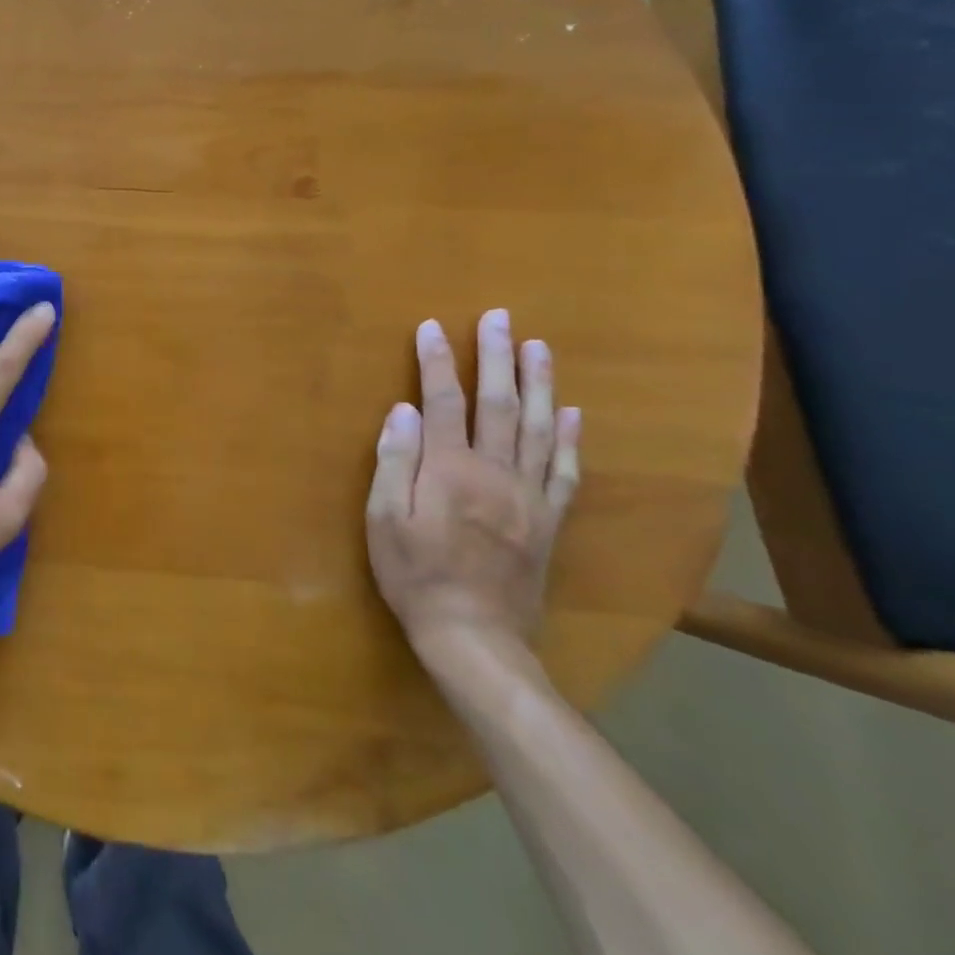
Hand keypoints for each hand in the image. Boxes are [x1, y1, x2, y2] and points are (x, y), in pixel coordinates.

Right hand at [366, 310, 580, 659]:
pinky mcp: (548, 520)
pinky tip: (570, 413)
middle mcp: (495, 472)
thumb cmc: (414, 573)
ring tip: (538, 347)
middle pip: (498, 404)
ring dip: (538, 383)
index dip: (435, 361)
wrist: (473, 635)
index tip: (432, 327)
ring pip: (538, 428)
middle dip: (496, 357)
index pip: (443, 401)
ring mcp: (528, 496)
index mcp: (449, 469)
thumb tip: (404, 409)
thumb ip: (395, 460)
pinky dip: (569, 439)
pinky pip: (565, 472)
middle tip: (499, 318)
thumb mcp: (384, 518)